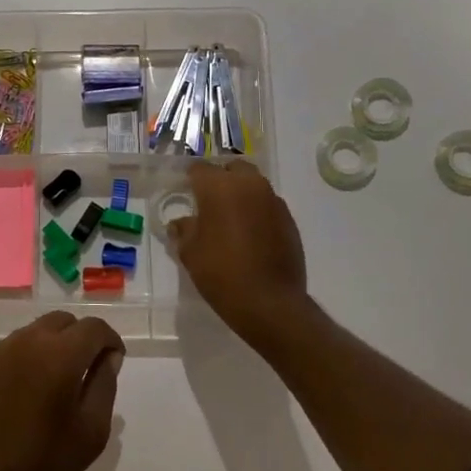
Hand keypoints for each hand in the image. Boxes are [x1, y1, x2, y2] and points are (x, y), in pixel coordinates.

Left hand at [0, 311, 123, 470]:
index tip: (113, 360)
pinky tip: (23, 393)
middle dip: (80, 338)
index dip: (110, 340)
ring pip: (33, 332)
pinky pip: (9, 350)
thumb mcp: (92, 430)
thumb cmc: (45, 463)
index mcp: (60, 354)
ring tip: (53, 382)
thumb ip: (105, 383)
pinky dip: (24, 360)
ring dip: (51, 346)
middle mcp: (26, 341)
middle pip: (62, 322)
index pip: (93, 327)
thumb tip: (108, 356)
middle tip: (85, 370)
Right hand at [167, 160, 309, 342]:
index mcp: (219, 187)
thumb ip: (184, 229)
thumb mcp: (190, 252)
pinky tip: (249, 235)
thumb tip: (181, 222)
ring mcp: (273, 201)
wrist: (269, 302)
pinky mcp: (289, 220)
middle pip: (232, 168)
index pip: (199, 168)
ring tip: (229, 219)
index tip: (184, 192)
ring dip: (240, 195)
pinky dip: (257, 212)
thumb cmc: (220, 272)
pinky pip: (267, 205)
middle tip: (208, 202)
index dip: (190, 179)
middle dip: (220, 179)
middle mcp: (249, 185)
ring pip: (253, 185)